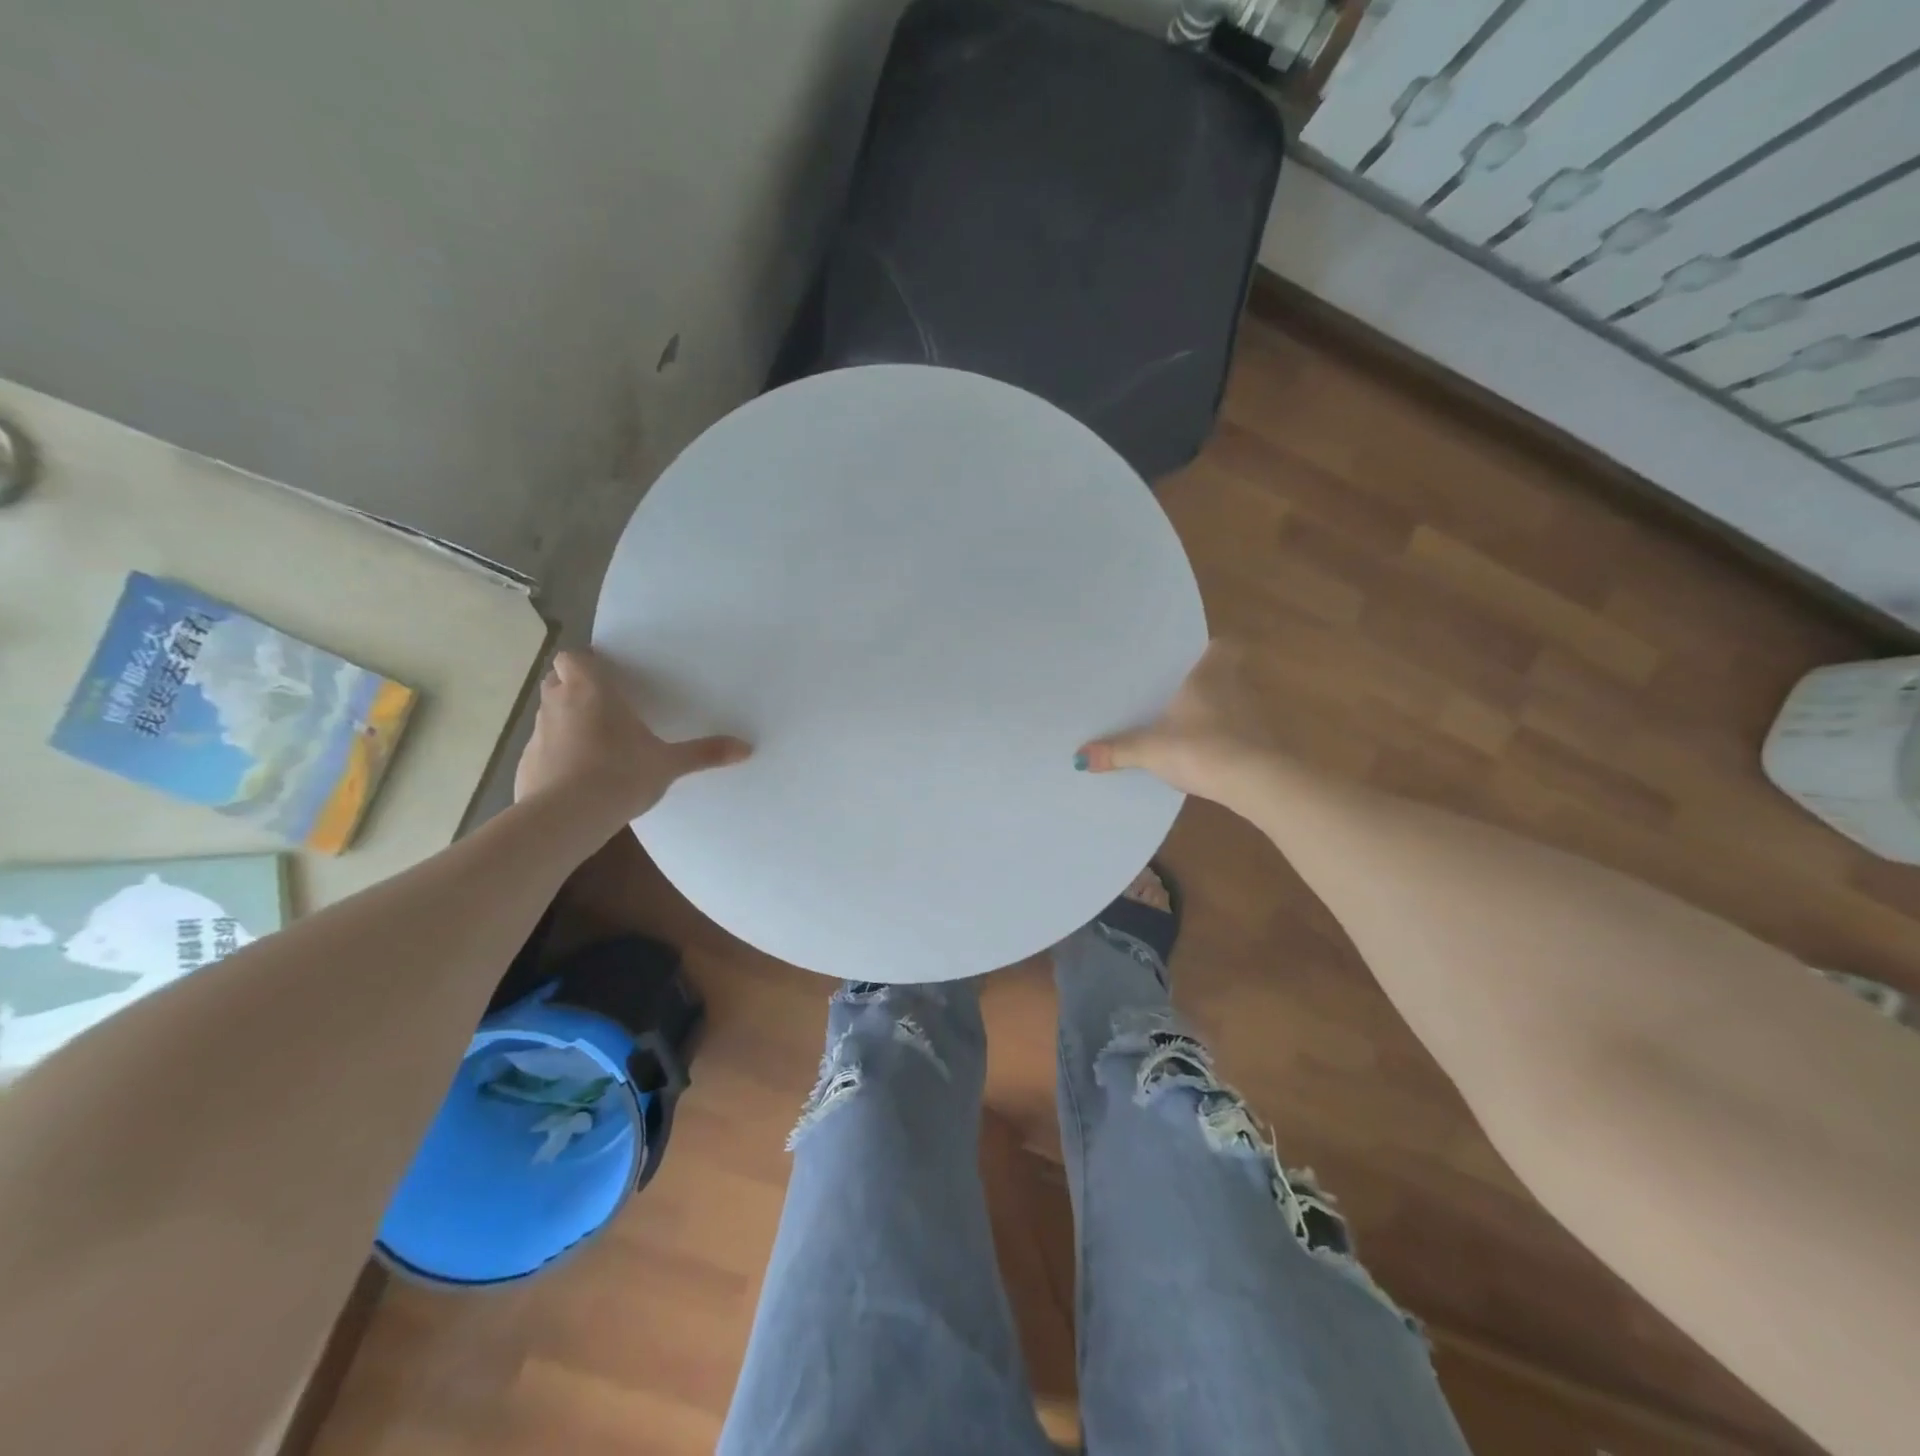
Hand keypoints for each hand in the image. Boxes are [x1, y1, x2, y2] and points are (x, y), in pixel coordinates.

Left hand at [514, 649, 750, 827]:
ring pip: (548, 715)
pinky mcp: (526, 765)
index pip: (573, 657)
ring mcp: (537, 735)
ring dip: (566, 722)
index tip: (606, 677)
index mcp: (591, 691)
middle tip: (604, 706)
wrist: (566, 818)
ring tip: (595, 744)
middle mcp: (558, 704)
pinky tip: (577, 778)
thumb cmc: (620, 774)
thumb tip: (747, 748)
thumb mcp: (668, 764)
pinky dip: (556, 756)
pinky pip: (543, 750)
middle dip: (574, 688)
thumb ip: (704, 753)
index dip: (586, 664)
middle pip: (556, 681)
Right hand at [1077, 641, 1280, 805]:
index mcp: (1210, 674)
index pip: (1222, 645)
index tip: (1191, 657)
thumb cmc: (1201, 747)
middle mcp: (1237, 687)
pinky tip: (1208, 756)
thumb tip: (1078, 758)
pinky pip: (1241, 733)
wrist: (1256, 782)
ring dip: (1217, 713)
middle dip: (1206, 683)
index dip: (1209, 648)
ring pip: (1234, 704)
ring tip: (1187, 725)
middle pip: (1226, 674)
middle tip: (1178, 692)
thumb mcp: (1150, 749)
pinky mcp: (1264, 743)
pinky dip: (1227, 740)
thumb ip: (1117, 751)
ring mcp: (1255, 715)